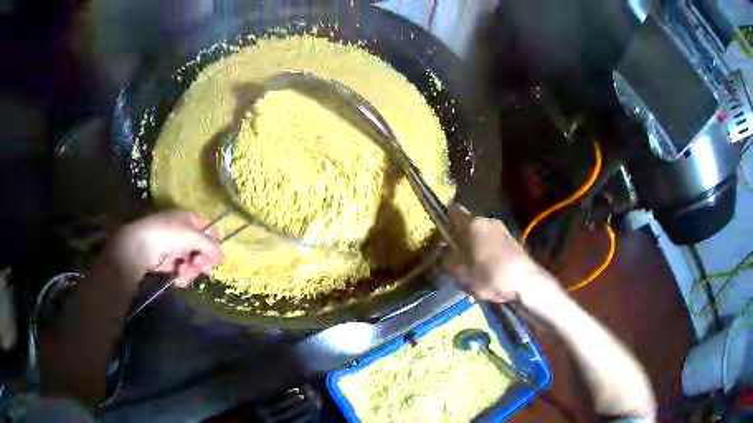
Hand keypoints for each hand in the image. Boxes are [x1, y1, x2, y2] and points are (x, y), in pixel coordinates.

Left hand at [105, 210, 223, 286]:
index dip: (213, 245)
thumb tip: (223, 256)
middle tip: (198, 267)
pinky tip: (176, 276)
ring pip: (192, 263)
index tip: (214, 258)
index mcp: (189, 220)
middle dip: (201, 261)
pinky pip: (182, 271)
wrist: (139, 247)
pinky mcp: (168, 263)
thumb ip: (210, 246)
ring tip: (182, 272)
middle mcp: (183, 233)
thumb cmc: (167, 234)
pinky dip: (181, 275)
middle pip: (201, 250)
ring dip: (190, 270)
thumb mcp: (192, 236)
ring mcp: (175, 249)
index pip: (209, 232)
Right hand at [445, 204, 559, 303]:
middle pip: (467, 224)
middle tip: (451, 254)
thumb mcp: (460, 272)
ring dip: (473, 245)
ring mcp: (502, 229)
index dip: (443, 218)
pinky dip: (485, 250)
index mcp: (472, 224)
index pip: (453, 211)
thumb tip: (444, 252)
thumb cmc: (489, 275)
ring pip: (480, 234)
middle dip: (458, 236)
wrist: (526, 283)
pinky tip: (485, 268)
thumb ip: (447, 259)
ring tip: (468, 264)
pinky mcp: (512, 241)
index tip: (438, 230)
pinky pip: (491, 241)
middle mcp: (487, 220)